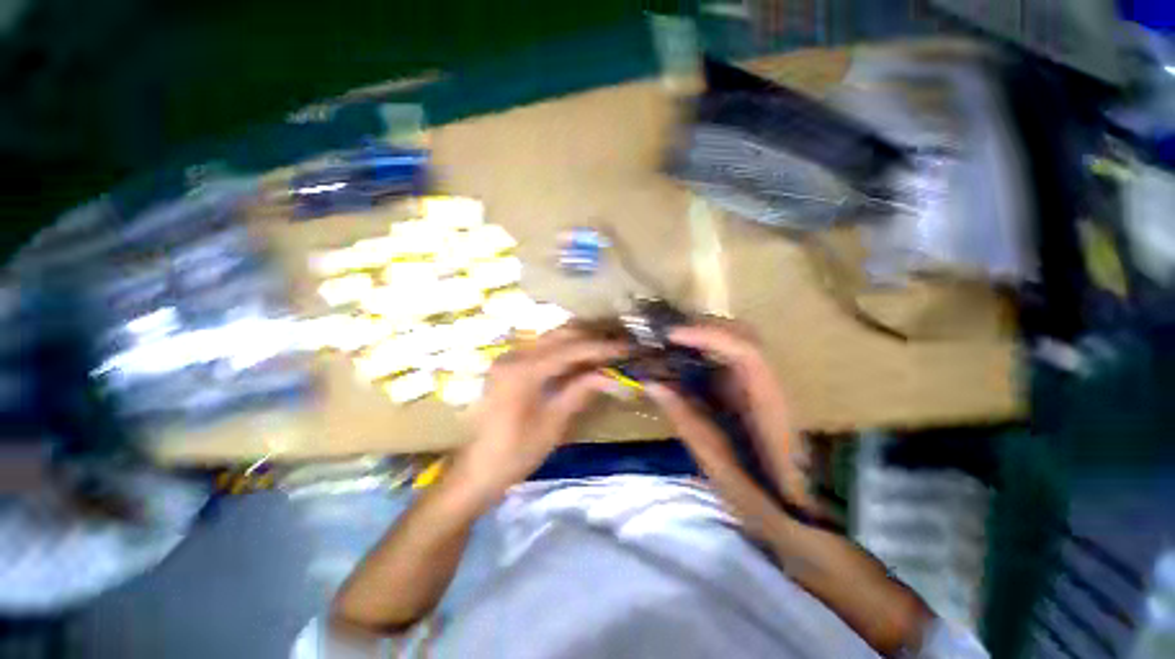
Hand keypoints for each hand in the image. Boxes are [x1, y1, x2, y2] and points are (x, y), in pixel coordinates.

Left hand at [448, 327, 623, 504]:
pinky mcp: (510, 365)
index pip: (571, 349)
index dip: (601, 347)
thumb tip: (612, 375)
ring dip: (580, 341)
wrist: (476, 469)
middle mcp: (515, 355)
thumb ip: (581, 391)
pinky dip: (566, 350)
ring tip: (606, 350)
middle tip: (619, 346)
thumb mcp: (554, 423)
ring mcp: (510, 357)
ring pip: (552, 338)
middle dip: (592, 338)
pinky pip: (543, 349)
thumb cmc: (516, 452)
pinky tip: (583, 358)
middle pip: (561, 334)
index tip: (627, 348)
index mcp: (523, 370)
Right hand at [658, 320, 814, 513]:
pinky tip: (683, 363)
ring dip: (703, 338)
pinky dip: (704, 354)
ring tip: (669, 344)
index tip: (671, 336)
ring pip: (736, 344)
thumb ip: (685, 418)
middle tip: (666, 336)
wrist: (795, 514)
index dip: (708, 336)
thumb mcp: (716, 461)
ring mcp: (763, 385)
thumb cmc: (760, 495)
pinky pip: (728, 361)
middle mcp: (770, 384)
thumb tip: (652, 383)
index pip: (746, 351)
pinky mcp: (753, 392)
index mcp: (769, 403)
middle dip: (703, 329)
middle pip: (743, 335)